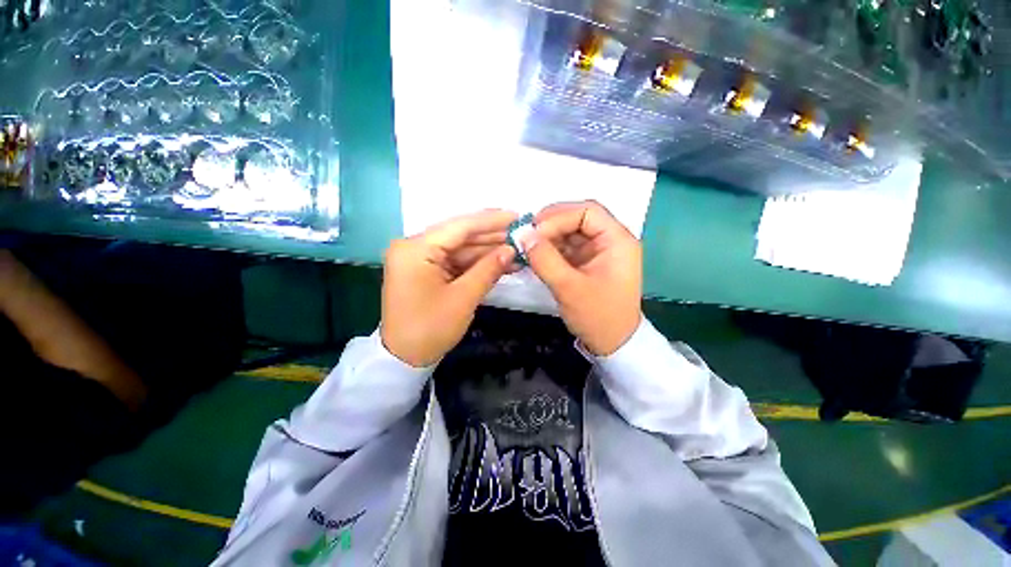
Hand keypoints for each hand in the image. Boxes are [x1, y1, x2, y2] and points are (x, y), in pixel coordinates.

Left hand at [381, 210, 516, 366]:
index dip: (491, 221)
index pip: (459, 227)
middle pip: (460, 236)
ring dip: (488, 251)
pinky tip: (501, 262)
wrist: (404, 358)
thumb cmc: (430, 329)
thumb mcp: (463, 298)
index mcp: (415, 249)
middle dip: (492, 237)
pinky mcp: (427, 270)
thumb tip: (512, 249)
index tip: (517, 216)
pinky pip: (456, 261)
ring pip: (461, 249)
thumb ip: (488, 269)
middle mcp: (415, 247)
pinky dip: (477, 263)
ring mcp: (420, 259)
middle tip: (521, 234)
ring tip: (517, 250)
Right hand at [522, 201, 641, 355]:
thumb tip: (523, 235)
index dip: (559, 216)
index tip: (534, 232)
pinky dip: (551, 248)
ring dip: (549, 236)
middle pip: (579, 218)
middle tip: (527, 234)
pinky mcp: (588, 262)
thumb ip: (545, 259)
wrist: (612, 343)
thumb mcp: (569, 288)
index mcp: (617, 241)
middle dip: (551, 224)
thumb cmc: (597, 316)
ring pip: (571, 231)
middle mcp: (611, 240)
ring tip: (528, 245)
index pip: (588, 212)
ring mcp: (599, 251)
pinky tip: (536, 254)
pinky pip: (568, 246)